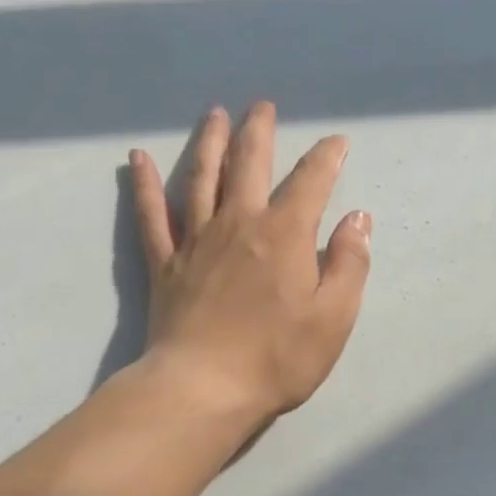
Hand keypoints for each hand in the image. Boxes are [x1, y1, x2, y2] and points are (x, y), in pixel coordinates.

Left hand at [128, 102, 371, 426]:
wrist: (203, 389)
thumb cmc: (277, 357)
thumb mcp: (334, 316)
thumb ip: (350, 263)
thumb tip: (357, 218)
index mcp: (284, 234)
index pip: (311, 181)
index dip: (327, 157)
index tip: (336, 142)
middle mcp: (238, 223)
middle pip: (249, 165)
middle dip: (258, 132)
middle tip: (261, 106)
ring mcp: (196, 240)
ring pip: (201, 177)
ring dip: (209, 143)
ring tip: (214, 115)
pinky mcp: (164, 264)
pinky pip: (151, 215)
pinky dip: (144, 185)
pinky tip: (138, 160)